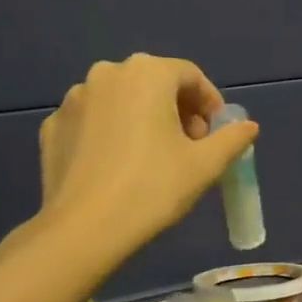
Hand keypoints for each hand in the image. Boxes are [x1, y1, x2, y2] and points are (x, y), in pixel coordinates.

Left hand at [38, 54, 257, 251]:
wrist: (85, 228)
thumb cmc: (153, 188)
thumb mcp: (206, 165)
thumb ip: (232, 139)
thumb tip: (248, 127)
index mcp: (147, 73)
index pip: (190, 75)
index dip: (210, 103)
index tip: (217, 134)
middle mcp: (107, 74)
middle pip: (154, 83)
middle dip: (177, 110)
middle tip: (190, 146)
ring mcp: (74, 99)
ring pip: (121, 101)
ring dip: (142, 119)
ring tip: (153, 158)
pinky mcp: (53, 126)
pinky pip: (93, 122)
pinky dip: (110, 134)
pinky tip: (117, 167)